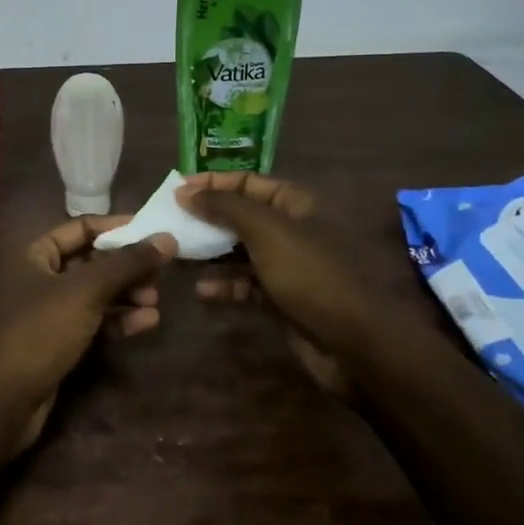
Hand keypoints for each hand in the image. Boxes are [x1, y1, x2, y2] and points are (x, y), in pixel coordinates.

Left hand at [0, 216, 176, 451]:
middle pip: (89, 261)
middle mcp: (34, 276)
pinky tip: (145, 323)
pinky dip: (115, 320)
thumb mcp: (85, 291)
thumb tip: (167, 238)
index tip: (155, 232)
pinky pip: (90, 321)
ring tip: (155, 301)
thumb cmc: (37, 331)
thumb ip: (127, 263)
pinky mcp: (53, 342)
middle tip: (160, 275)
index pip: (81, 227)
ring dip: (125, 295)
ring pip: (92, 294)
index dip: (118, 228)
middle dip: (125, 268)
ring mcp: (42, 312)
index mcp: (30, 252)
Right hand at [177, 172, 382, 395]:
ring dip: (210, 252)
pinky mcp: (280, 299)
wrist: (353, 343)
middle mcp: (290, 230)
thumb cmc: (311, 275)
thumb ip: (225, 207)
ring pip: (239, 252)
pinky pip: (245, 285)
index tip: (175, 192)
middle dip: (207, 218)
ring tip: (178, 254)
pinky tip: (202, 291)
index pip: (247, 182)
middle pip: (241, 216)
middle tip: (169, 223)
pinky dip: (224, 286)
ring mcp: (286, 266)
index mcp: (295, 204)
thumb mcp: (267, 232)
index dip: (212, 183)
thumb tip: (185, 192)